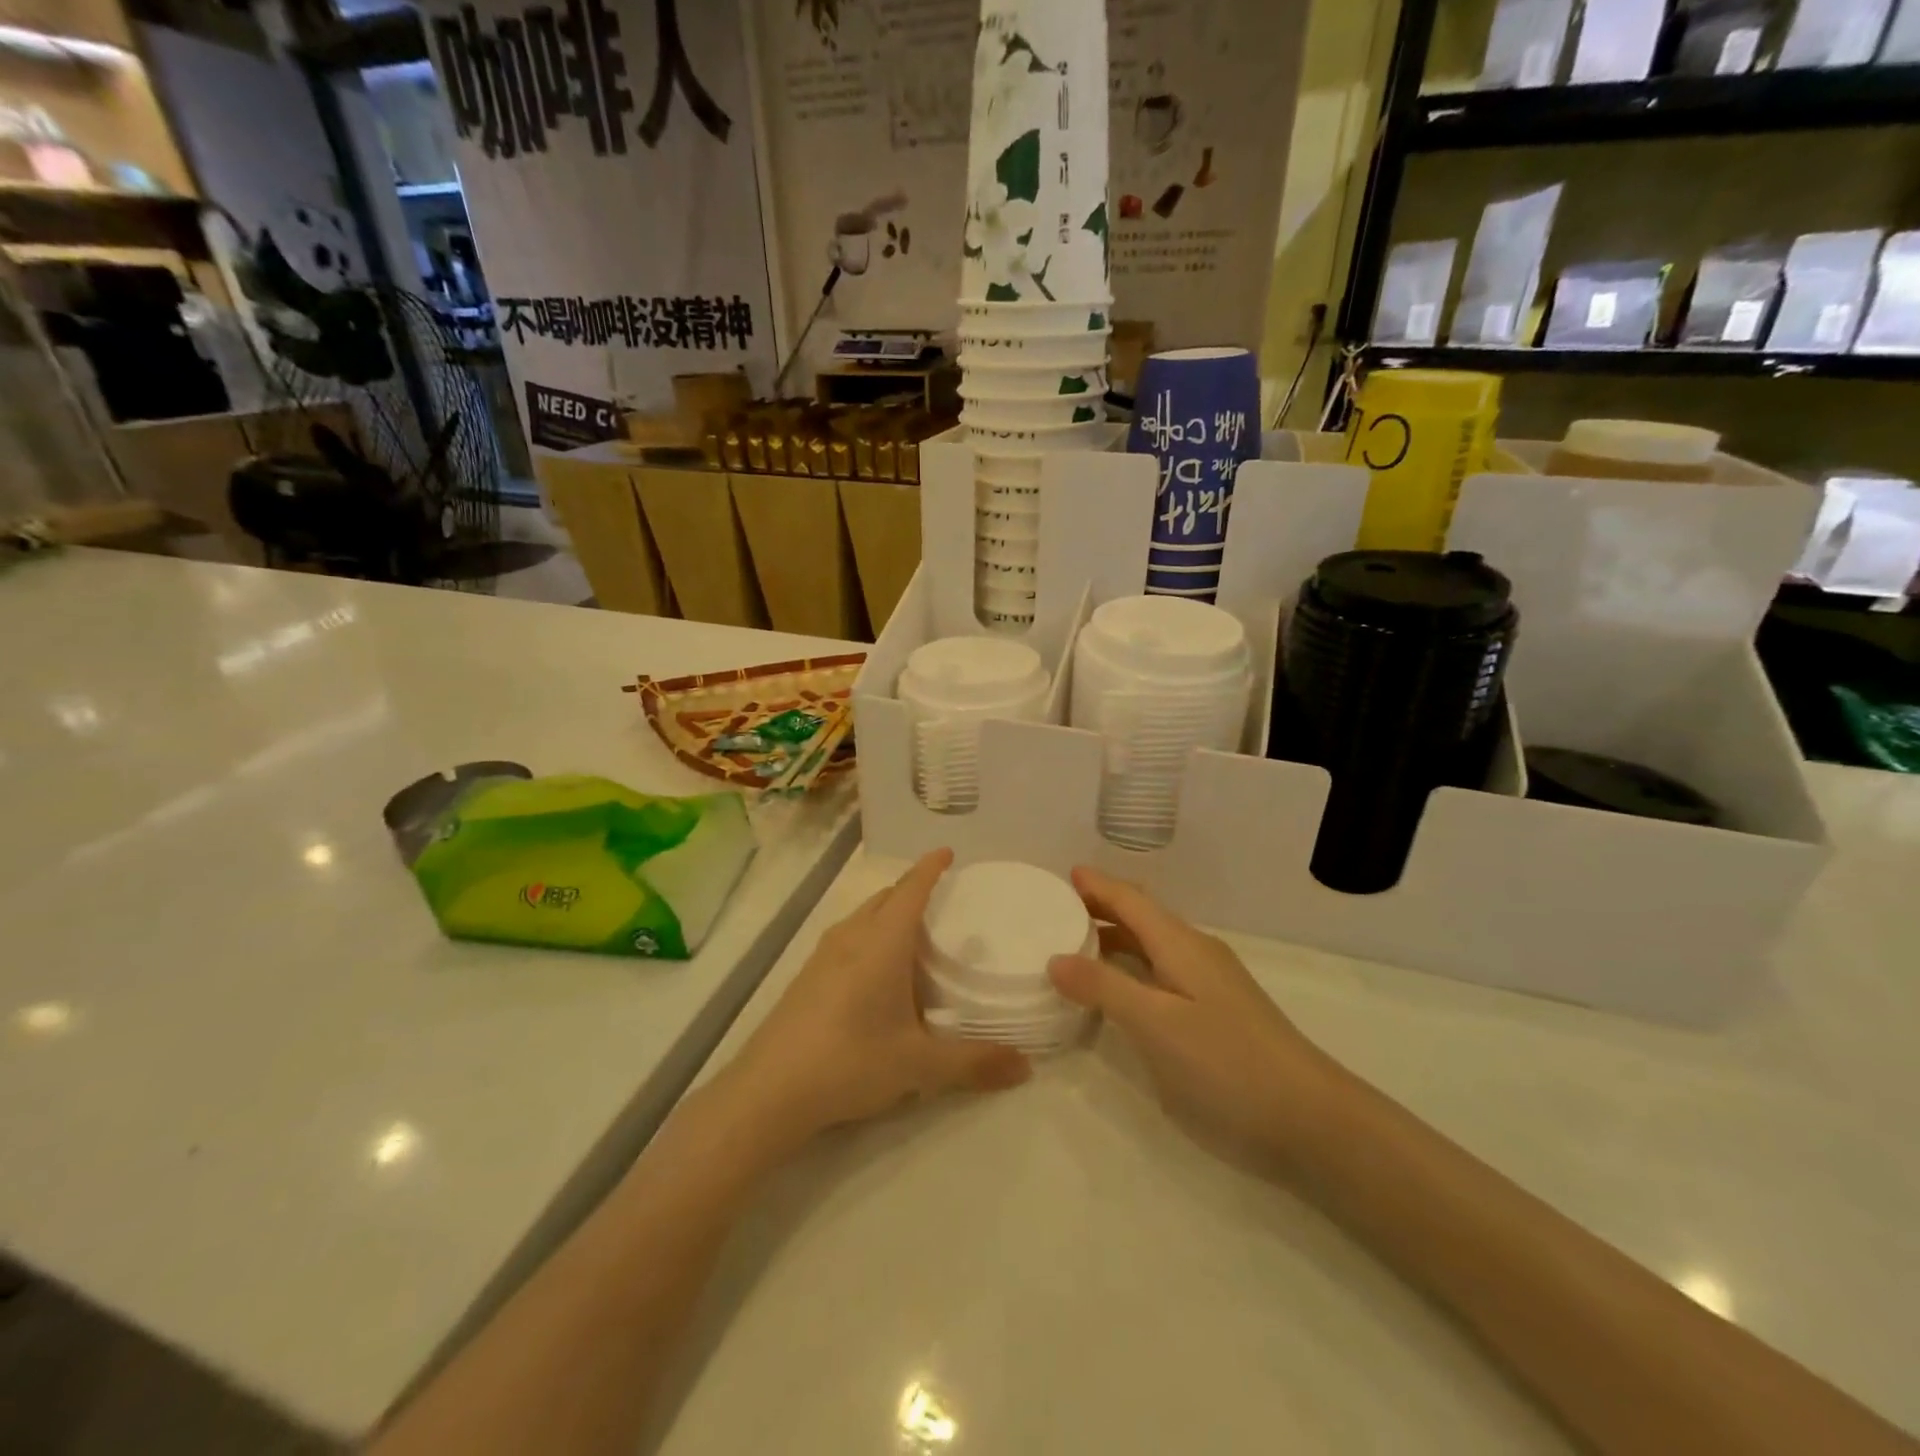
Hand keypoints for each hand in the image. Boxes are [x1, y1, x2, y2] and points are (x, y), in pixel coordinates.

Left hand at [720, 849, 1030, 1152]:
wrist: (767, 1092)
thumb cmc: (850, 1061)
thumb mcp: (919, 1065)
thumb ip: (974, 1062)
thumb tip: (1025, 1067)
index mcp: (881, 942)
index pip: (911, 889)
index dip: (930, 868)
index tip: (948, 852)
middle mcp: (851, 937)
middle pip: (885, 897)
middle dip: (912, 889)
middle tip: (942, 898)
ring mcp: (823, 955)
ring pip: (862, 917)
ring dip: (888, 912)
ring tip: (914, 932)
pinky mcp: (806, 977)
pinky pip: (847, 938)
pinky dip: (870, 935)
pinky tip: (877, 971)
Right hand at [1048, 867, 1342, 1158]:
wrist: (1310, 1120)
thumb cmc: (1228, 1063)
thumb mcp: (1156, 1024)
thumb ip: (1104, 987)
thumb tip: (1055, 958)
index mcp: (1181, 945)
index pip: (1131, 901)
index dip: (1098, 886)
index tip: (1065, 873)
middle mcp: (1194, 954)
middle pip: (1141, 918)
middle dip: (1103, 907)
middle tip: (1058, 907)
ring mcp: (1208, 985)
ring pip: (1152, 947)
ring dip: (1115, 939)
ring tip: (1075, 942)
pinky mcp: (1214, 1015)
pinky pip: (1161, 974)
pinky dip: (1131, 969)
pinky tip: (1117, 990)